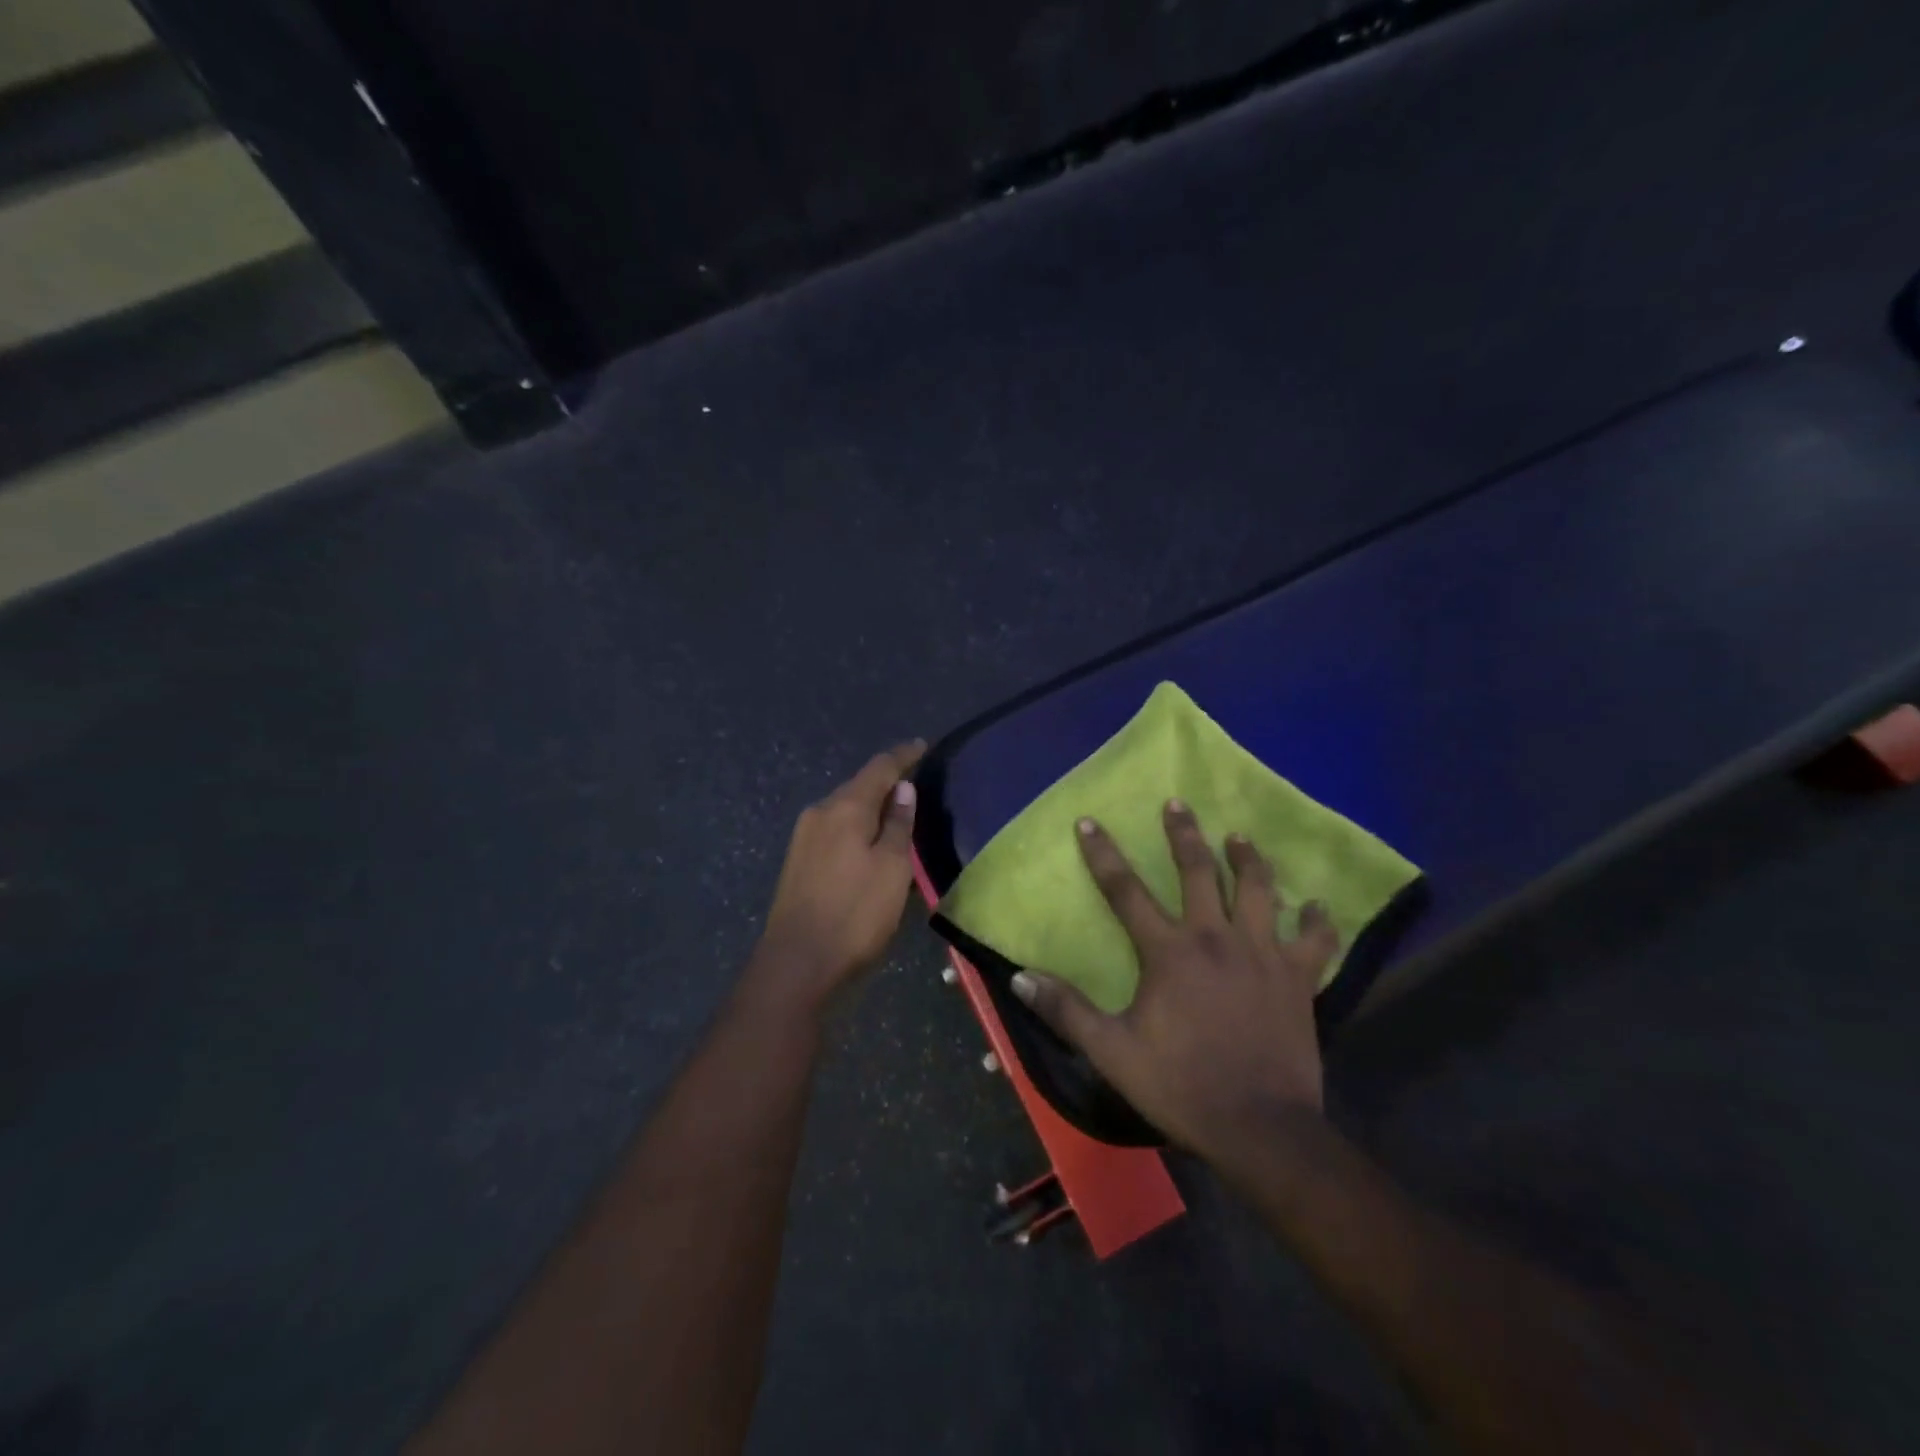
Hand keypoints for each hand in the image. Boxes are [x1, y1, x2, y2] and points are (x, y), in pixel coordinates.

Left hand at [745, 740, 925, 1016]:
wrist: (797, 964)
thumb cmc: (855, 914)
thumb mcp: (892, 868)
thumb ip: (898, 824)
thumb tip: (902, 788)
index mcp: (844, 807)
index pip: (879, 768)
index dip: (903, 755)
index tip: (922, 745)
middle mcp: (819, 813)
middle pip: (858, 786)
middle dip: (886, 782)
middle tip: (916, 783)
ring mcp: (803, 838)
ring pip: (845, 809)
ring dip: (871, 807)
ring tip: (898, 813)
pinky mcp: (798, 861)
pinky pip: (835, 829)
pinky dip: (857, 827)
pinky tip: (869, 841)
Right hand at [1011, 800, 1334, 1161]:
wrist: (1260, 1128)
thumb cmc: (1181, 1084)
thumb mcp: (1112, 1050)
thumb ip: (1066, 1010)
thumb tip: (1020, 977)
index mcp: (1169, 951)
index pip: (1125, 890)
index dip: (1103, 854)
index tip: (1090, 822)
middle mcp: (1215, 938)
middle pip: (1198, 871)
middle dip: (1185, 834)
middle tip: (1178, 803)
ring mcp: (1262, 954)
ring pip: (1258, 890)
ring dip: (1248, 859)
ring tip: (1239, 837)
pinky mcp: (1298, 978)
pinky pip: (1314, 940)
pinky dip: (1317, 920)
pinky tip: (1317, 904)